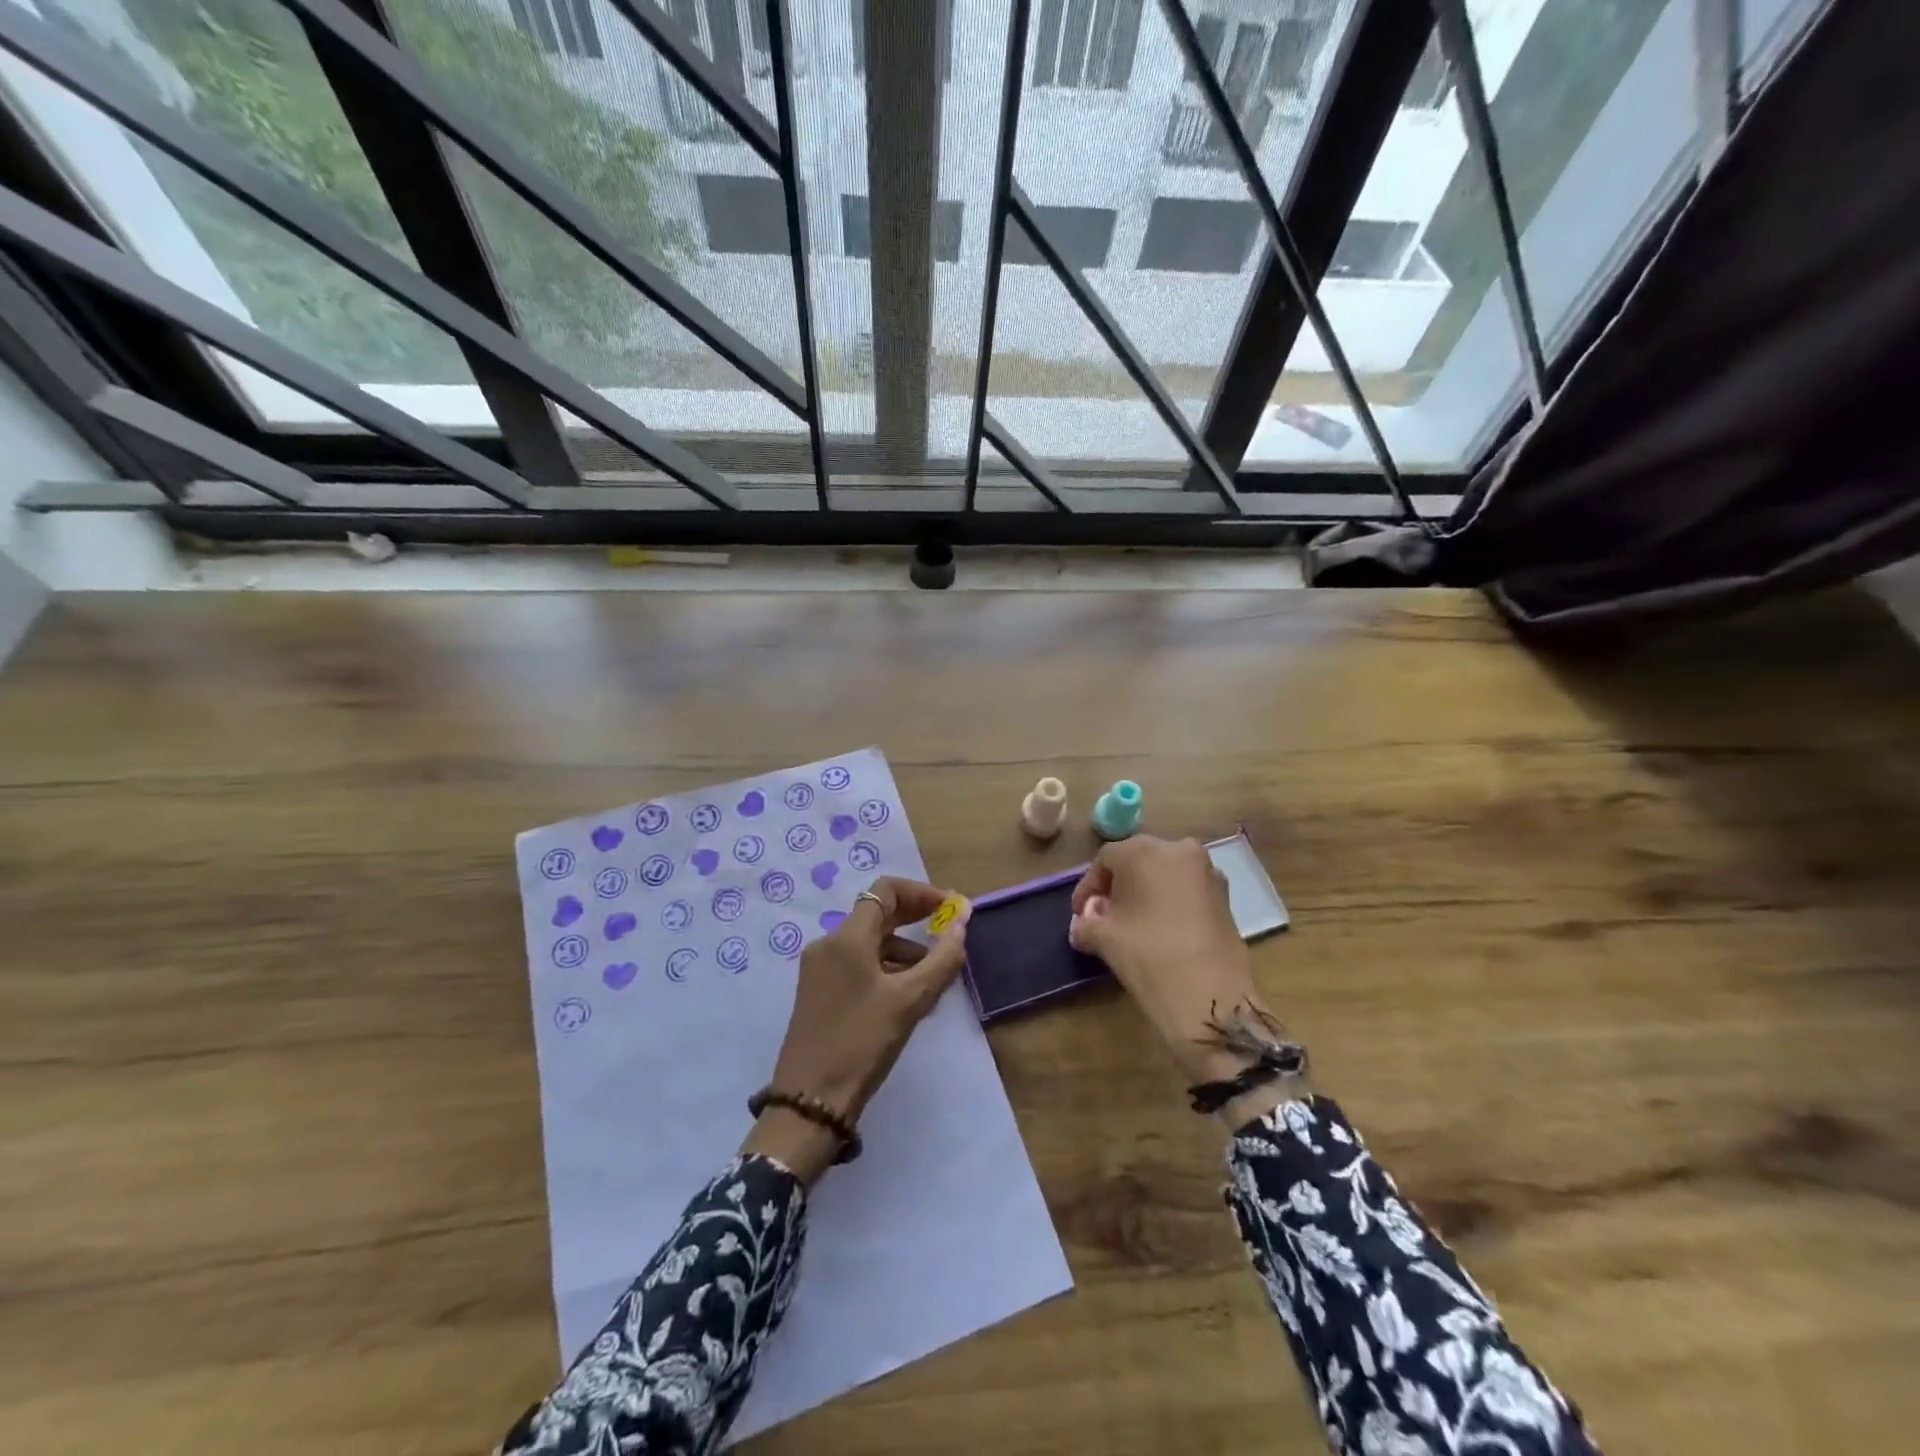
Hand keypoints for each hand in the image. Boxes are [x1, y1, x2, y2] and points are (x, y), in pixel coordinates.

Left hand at [743, 876, 970, 1182]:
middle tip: (951, 934)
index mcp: (846, 938)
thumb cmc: (862, 1043)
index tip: (952, 909)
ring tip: (937, 977)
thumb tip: (962, 921)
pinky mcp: (820, 992)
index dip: (922, 893)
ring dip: (906, 949)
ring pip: (870, 943)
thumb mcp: (910, 1001)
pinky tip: (910, 996)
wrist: (810, 1102)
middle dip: (916, 919)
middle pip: (878, 914)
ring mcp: (820, 969)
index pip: (886, 890)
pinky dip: (887, 969)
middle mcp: (829, 944)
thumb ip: (942, 958)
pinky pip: (859, 965)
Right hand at [1070, 836, 1294, 1116]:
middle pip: (1138, 861)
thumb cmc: (1147, 955)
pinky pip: (1188, 890)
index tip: (1080, 914)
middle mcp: (1177, 849)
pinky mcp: (1226, 896)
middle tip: (1105, 915)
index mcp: (1143, 850)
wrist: (1209, 996)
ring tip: (1133, 924)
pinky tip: (1162, 930)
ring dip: (1147, 893)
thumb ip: (1085, 925)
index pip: (1105, 860)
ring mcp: (1207, 871)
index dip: (1089, 887)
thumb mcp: (1103, 939)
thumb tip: (1082, 926)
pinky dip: (1171, 902)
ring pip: (1166, 874)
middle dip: (1119, 886)